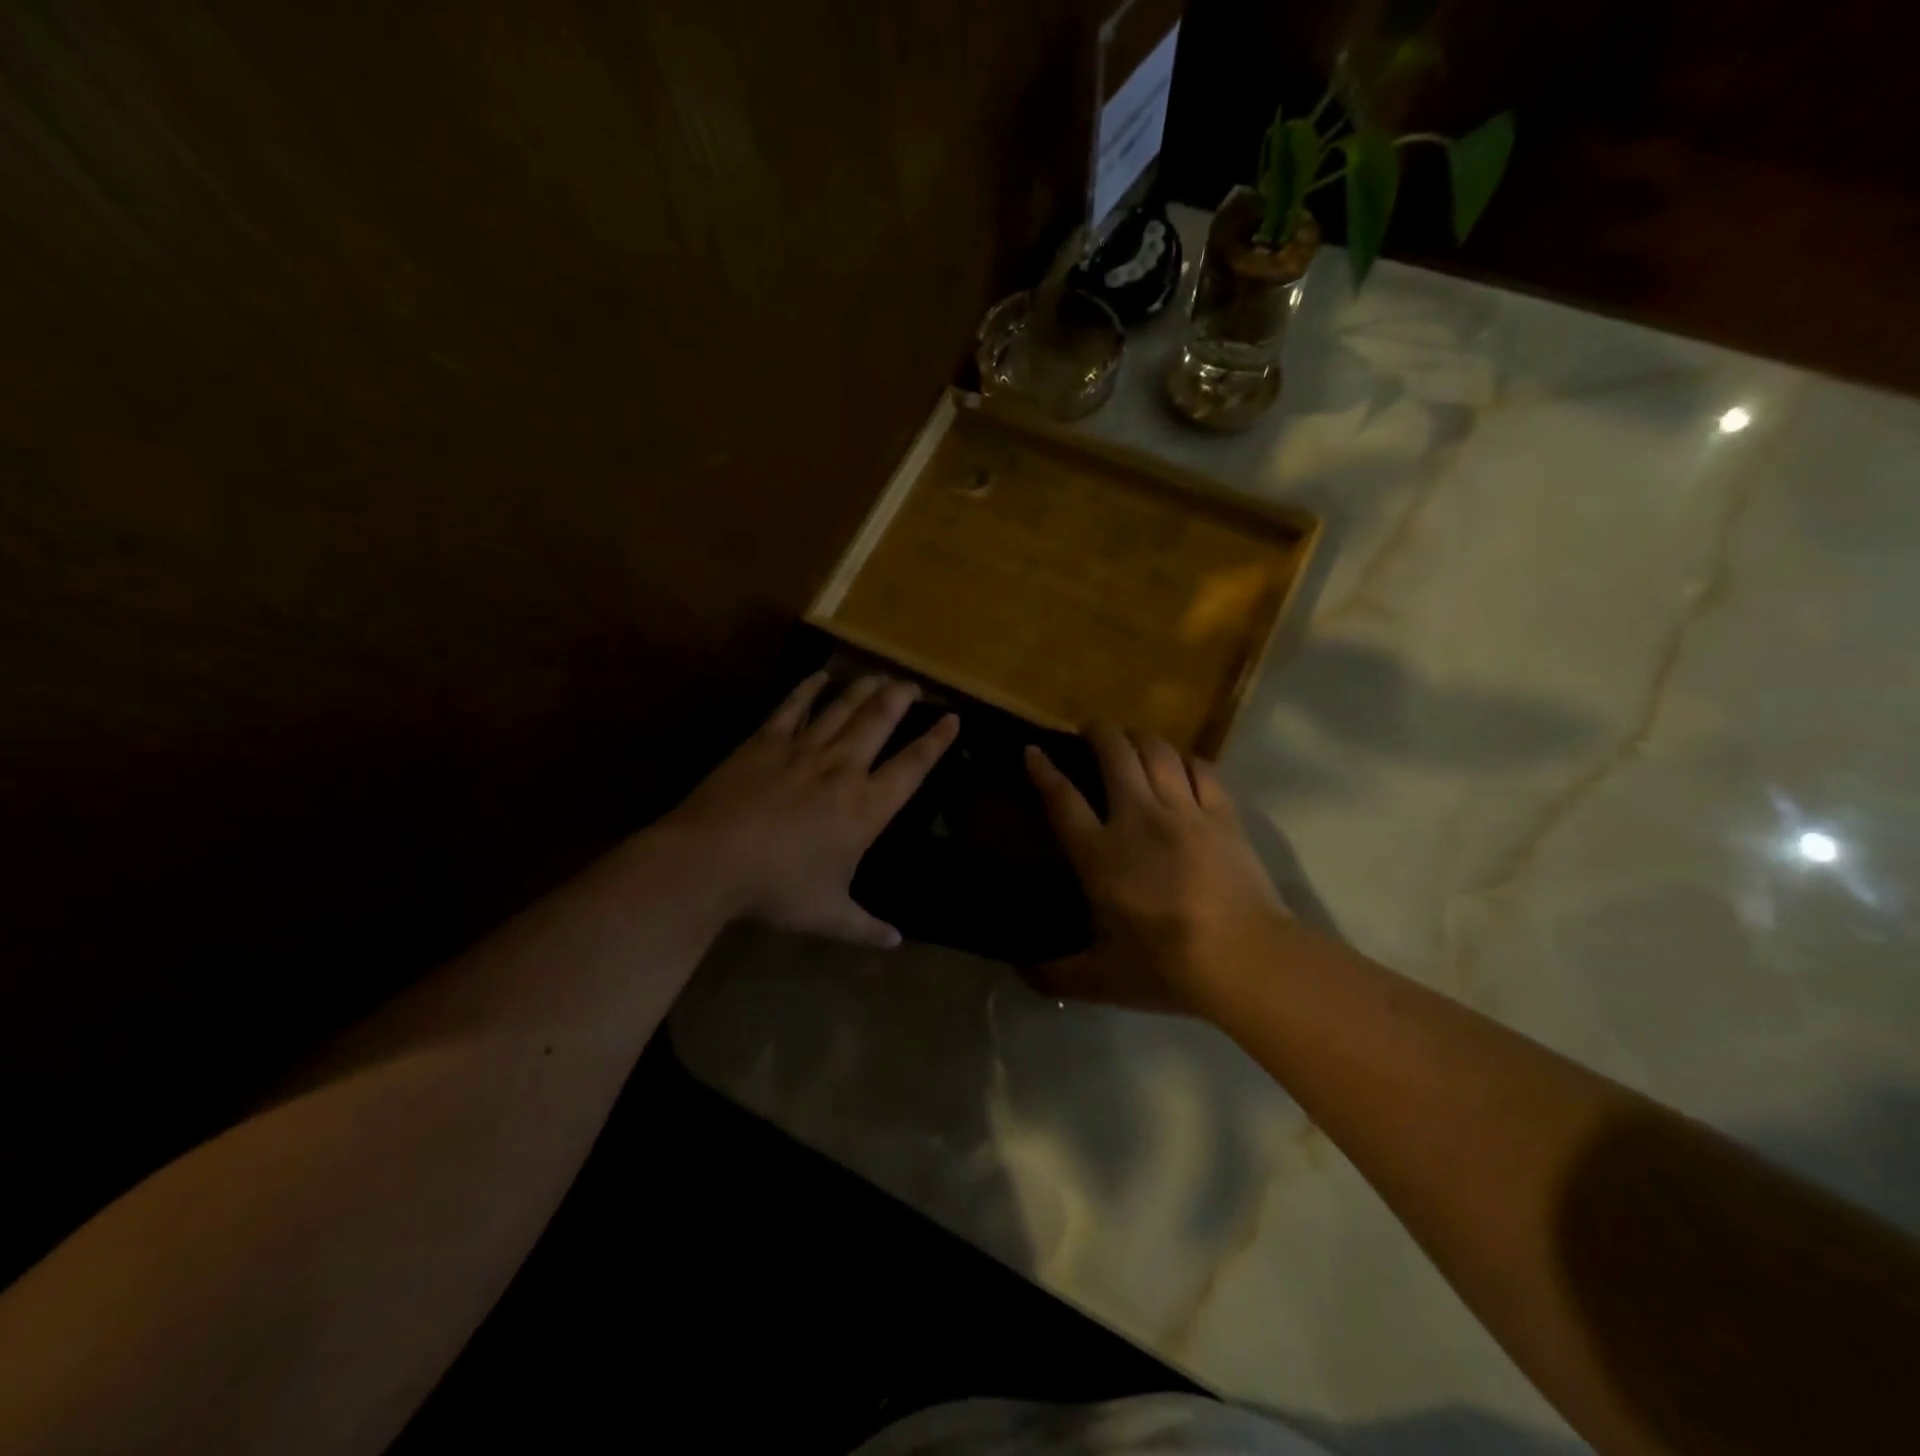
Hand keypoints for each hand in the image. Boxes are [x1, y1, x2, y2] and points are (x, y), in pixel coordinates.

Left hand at [661, 673, 958, 946]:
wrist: (712, 860)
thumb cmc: (778, 889)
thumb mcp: (828, 915)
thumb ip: (866, 927)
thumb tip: (896, 943)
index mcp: (866, 808)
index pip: (913, 767)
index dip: (935, 741)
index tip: (952, 717)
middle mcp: (842, 769)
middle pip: (879, 721)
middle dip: (901, 698)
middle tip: (913, 684)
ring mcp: (803, 749)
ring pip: (842, 707)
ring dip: (864, 688)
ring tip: (879, 674)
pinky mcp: (766, 741)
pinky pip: (793, 706)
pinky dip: (809, 688)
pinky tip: (820, 674)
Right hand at [1025, 726, 1287, 1014]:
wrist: (1245, 958)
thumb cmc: (1167, 966)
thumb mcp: (1101, 979)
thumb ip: (1056, 974)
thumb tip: (1018, 972)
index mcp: (1100, 853)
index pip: (1062, 797)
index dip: (1043, 769)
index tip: (1032, 750)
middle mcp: (1137, 818)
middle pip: (1114, 753)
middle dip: (1097, 732)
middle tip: (1091, 732)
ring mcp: (1183, 810)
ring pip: (1157, 750)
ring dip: (1140, 738)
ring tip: (1133, 741)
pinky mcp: (1223, 814)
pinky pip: (1202, 768)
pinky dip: (1187, 760)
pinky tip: (1183, 766)